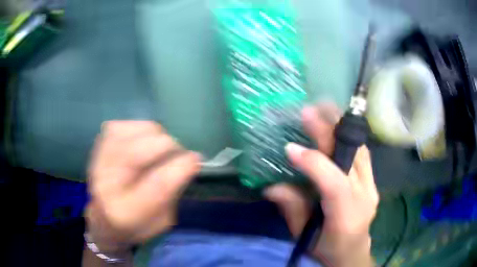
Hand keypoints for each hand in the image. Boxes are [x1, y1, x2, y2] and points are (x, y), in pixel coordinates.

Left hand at [85, 121, 200, 252]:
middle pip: (144, 150)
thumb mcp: (162, 221)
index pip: (158, 183)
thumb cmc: (136, 224)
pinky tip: (142, 144)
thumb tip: (189, 160)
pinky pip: (128, 124)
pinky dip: (143, 130)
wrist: (103, 216)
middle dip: (171, 147)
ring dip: (157, 137)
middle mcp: (106, 182)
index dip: (182, 166)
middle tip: (177, 156)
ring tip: (159, 150)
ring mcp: (100, 158)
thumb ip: (174, 193)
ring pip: (139, 131)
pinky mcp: (100, 143)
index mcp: (126, 211)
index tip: (196, 160)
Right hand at [265, 104, 378, 266]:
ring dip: (341, 127)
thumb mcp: (304, 236)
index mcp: (346, 216)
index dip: (313, 162)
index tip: (290, 148)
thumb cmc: (327, 248)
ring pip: (360, 149)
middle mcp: (364, 197)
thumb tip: (271, 187)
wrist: (353, 253)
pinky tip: (336, 125)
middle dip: (329, 132)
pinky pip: (363, 153)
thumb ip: (291, 209)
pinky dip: (349, 136)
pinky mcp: (373, 182)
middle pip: (351, 158)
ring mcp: (372, 187)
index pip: (334, 183)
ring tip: (323, 109)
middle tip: (309, 112)